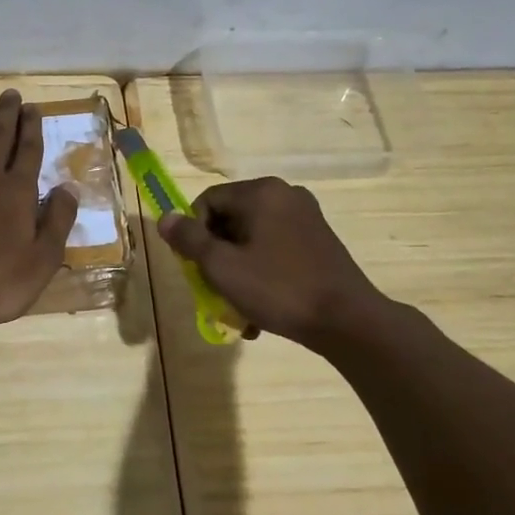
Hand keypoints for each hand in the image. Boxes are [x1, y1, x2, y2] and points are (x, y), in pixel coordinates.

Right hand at [157, 177, 393, 345]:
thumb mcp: (222, 267)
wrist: (349, 322)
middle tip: (214, 289)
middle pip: (230, 219)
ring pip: (253, 238)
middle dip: (217, 255)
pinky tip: (262, 308)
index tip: (196, 267)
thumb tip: (165, 218)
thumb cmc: (279, 289)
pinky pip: (276, 249)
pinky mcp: (320, 241)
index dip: (193, 234)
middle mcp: (285, 195)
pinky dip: (263, 272)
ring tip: (238, 308)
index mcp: (261, 193)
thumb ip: (189, 239)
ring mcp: (307, 217)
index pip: (207, 201)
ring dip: (238, 269)